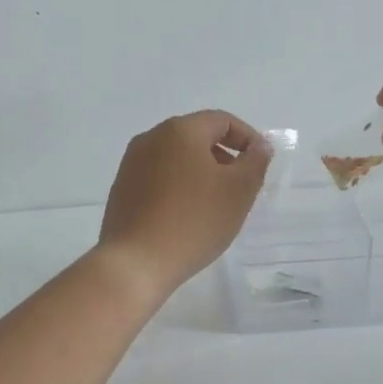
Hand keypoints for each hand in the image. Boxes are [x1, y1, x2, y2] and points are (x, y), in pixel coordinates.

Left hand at [98, 111, 271, 297]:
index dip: (247, 138)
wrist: (136, 262)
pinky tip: (187, 215)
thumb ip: (255, 162)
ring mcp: (131, 163)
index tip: (260, 164)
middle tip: (241, 187)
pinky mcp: (122, 188)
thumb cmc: (194, 221)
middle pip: (197, 137)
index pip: (222, 121)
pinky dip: (179, 186)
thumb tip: (259, 145)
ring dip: (201, 172)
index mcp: (180, 130)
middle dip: (224, 156)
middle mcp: (151, 138)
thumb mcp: (239, 191)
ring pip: (177, 158)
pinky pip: (159, 177)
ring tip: (215, 204)